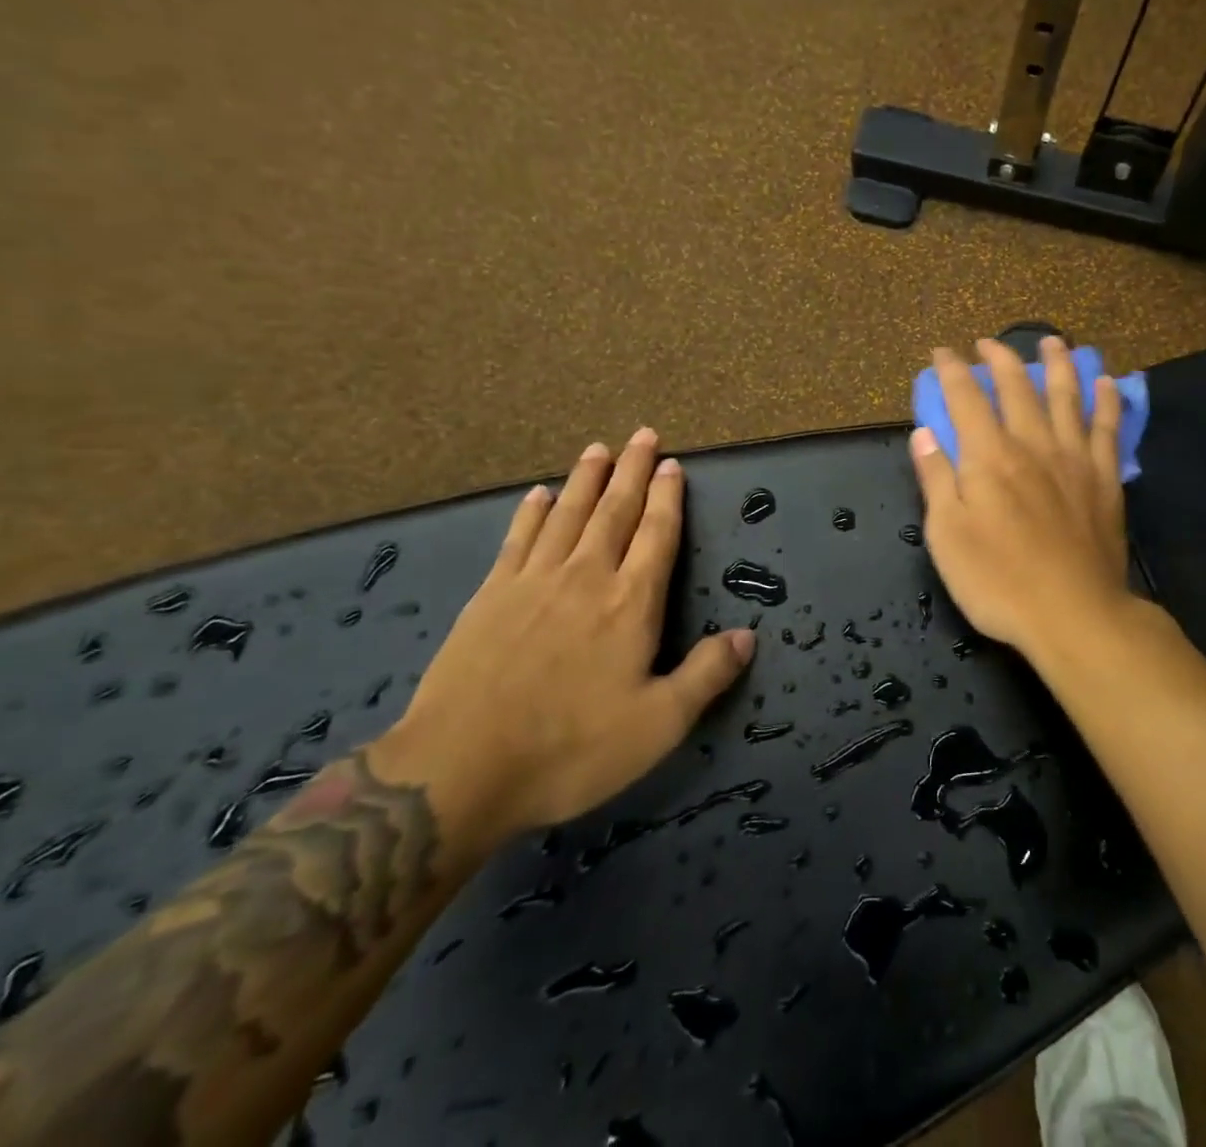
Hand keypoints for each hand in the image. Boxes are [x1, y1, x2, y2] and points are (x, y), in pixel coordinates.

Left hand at [379, 431, 754, 851]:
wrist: (457, 771)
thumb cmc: (570, 749)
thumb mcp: (658, 725)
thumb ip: (706, 675)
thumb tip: (747, 635)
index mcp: (630, 603)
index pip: (657, 534)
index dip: (667, 497)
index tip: (673, 464)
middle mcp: (585, 577)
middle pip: (614, 510)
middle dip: (632, 470)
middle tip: (643, 434)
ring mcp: (532, 583)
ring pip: (567, 515)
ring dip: (586, 479)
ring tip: (598, 448)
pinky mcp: (489, 597)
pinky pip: (518, 540)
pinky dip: (531, 512)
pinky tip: (538, 494)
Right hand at [909, 338, 1132, 660]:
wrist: (1074, 614)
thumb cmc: (998, 581)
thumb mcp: (947, 536)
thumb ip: (936, 479)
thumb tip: (924, 434)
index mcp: (989, 457)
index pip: (966, 399)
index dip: (952, 371)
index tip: (942, 352)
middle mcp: (1033, 444)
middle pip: (1017, 387)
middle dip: (1000, 358)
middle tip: (989, 343)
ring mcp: (1075, 459)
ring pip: (1067, 396)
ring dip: (1058, 363)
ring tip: (1053, 341)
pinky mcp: (1106, 479)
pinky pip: (1107, 428)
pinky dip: (1105, 401)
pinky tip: (1106, 382)